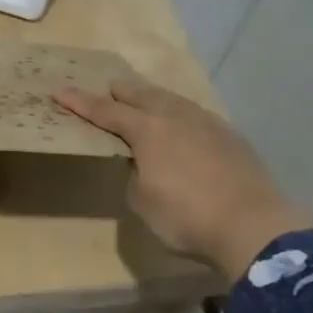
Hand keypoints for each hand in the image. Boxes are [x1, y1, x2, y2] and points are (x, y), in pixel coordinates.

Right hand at [54, 76, 311, 277]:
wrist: (253, 226)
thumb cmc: (186, 216)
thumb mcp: (143, 202)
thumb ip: (135, 175)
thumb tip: (143, 165)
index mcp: (147, 130)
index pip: (105, 112)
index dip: (80, 103)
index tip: (59, 91)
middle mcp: (175, 118)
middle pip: (142, 95)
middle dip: (122, 91)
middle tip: (109, 86)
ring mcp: (207, 124)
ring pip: (173, 101)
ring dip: (154, 98)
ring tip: (146, 98)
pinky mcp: (231, 137)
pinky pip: (196, 115)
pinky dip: (180, 114)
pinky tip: (184, 123)